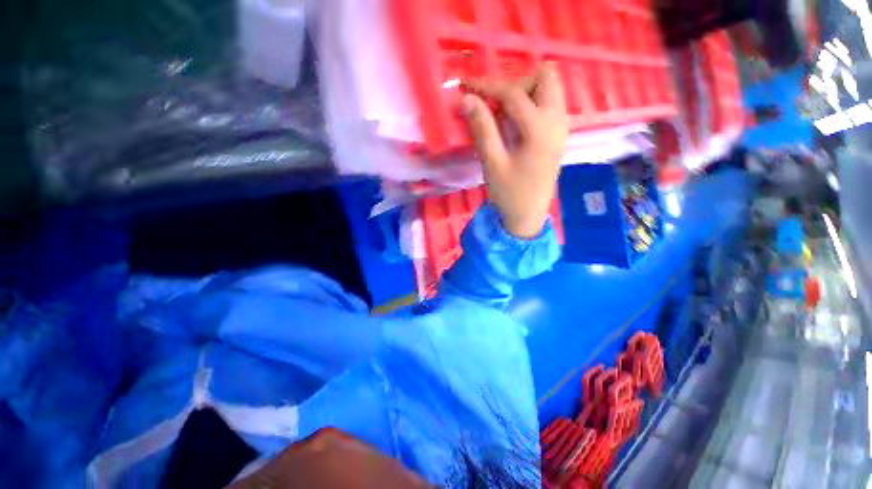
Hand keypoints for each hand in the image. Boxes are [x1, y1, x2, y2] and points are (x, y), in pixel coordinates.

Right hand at [462, 63, 568, 237]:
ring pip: (549, 89)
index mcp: (540, 129)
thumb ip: (482, 129)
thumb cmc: (510, 193)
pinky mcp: (558, 135)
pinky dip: (531, 103)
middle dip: (516, 83)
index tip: (466, 85)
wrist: (529, 215)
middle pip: (545, 78)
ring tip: (503, 114)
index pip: (514, 93)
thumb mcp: (492, 163)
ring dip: (525, 92)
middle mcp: (557, 121)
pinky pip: (549, 104)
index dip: (488, 86)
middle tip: (494, 104)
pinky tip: (515, 123)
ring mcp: (561, 127)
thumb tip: (467, 99)